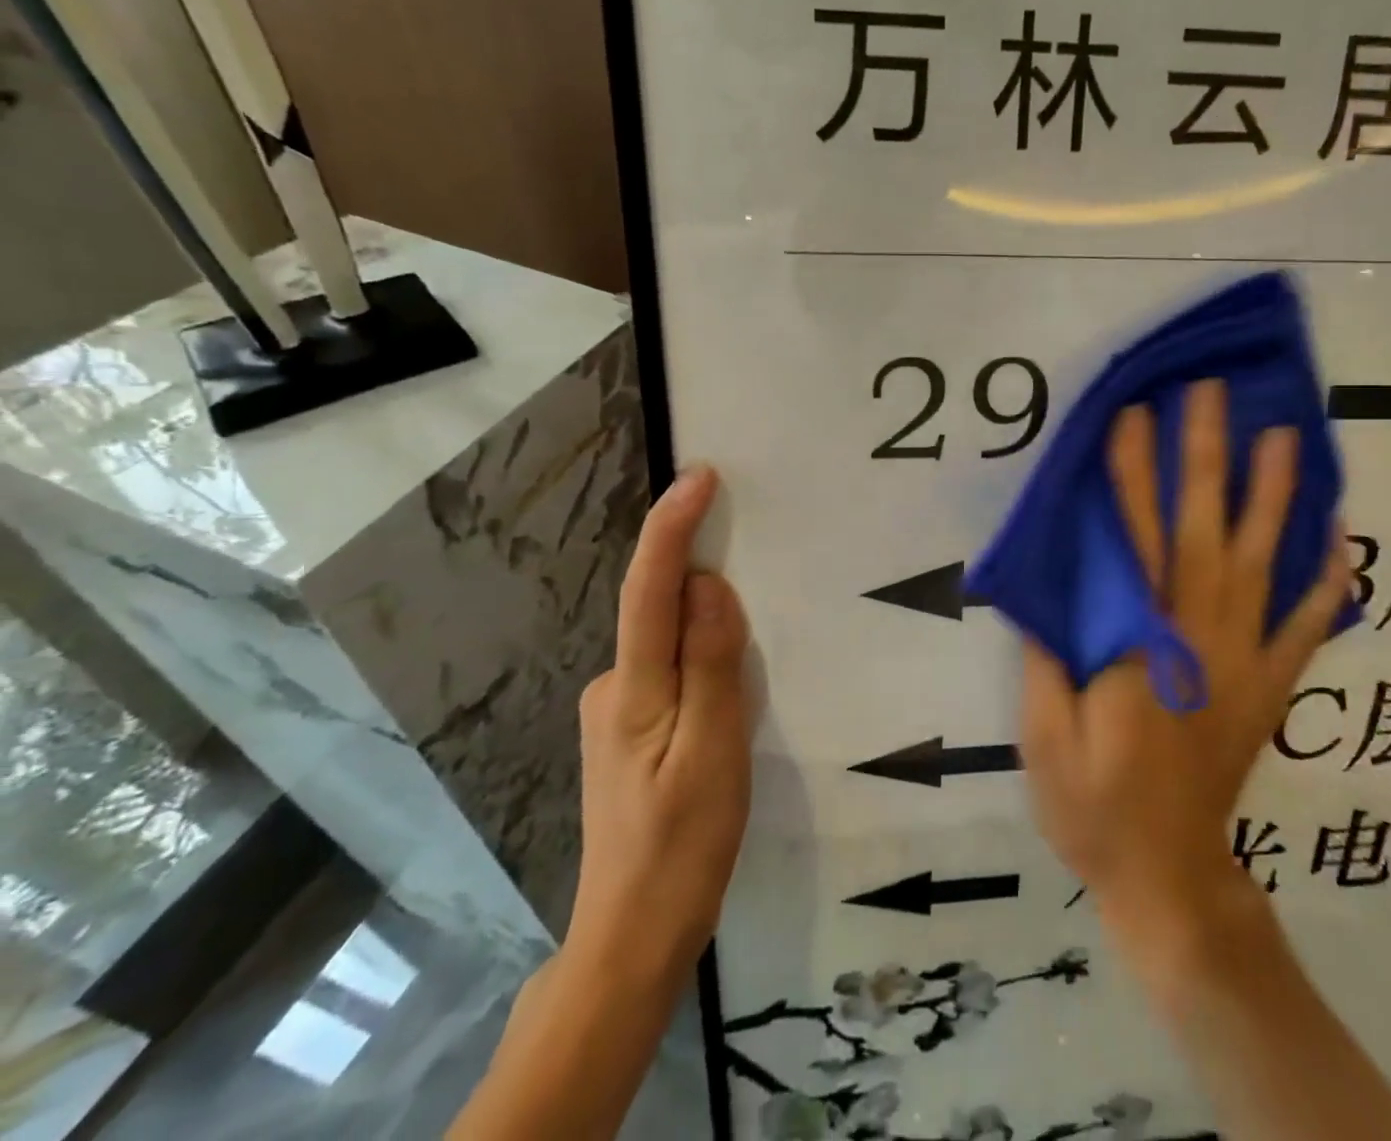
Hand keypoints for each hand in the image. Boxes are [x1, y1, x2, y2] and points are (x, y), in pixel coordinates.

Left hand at [567, 464, 749, 985]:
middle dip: (699, 570)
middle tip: (753, 547)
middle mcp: (613, 686)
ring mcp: (617, 711)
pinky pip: (672, 670)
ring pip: (669, 643)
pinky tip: (730, 687)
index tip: (700, 476)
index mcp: (632, 689)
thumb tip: (707, 584)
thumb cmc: (683, 845)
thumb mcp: (714, 750)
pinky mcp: (631, 730)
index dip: (672, 527)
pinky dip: (701, 658)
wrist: (634, 936)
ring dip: (706, 624)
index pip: (649, 590)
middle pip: (658, 609)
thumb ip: (710, 662)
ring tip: (753, 632)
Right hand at [1020, 380, 1348, 948]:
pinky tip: (1345, 538)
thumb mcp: (1045, 736)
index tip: (1133, 415)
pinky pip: (1308, 627)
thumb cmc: (1094, 806)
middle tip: (1212, 395)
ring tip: (1285, 437)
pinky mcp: (1270, 687)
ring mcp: (1244, 662)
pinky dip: (1330, 581)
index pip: (1130, 541)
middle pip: (1202, 531)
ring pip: (1262, 564)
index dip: (1129, 475)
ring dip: (1274, 496)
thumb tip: (1053, 584)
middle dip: (1206, 457)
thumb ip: (1051, 655)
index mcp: (1136, 647)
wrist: (1168, 877)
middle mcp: (1197, 639)